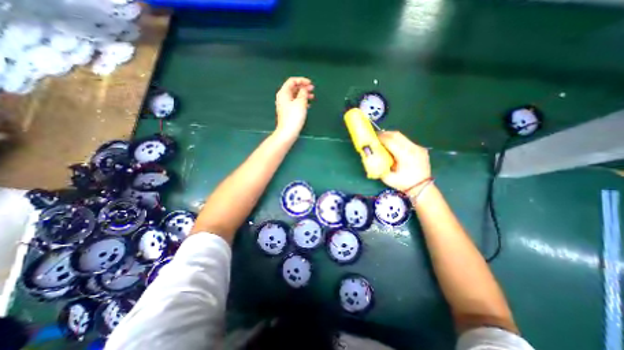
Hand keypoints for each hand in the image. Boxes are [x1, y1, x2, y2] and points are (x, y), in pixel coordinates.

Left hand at [273, 76, 314, 138]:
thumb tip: (304, 89)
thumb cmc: (294, 117)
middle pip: (293, 88)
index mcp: (284, 93)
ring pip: (295, 96)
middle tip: (312, 89)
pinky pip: (295, 103)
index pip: (292, 81)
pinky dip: (302, 102)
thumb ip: (303, 93)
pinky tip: (308, 105)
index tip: (310, 83)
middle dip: (303, 87)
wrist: (288, 132)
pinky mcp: (288, 112)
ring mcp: (285, 105)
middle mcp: (283, 98)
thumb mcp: (300, 102)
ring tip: (312, 97)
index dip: (302, 80)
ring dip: (304, 95)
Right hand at [378, 130, 432, 193]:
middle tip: (376, 137)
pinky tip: (393, 146)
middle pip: (396, 135)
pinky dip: (397, 141)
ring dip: (391, 136)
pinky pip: (406, 141)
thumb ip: (379, 167)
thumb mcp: (388, 178)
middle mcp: (413, 148)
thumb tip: (372, 158)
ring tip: (383, 140)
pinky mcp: (420, 148)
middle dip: (384, 134)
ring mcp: (418, 147)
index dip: (380, 138)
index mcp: (405, 155)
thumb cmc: (404, 184)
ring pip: (402, 136)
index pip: (390, 141)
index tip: (372, 138)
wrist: (422, 187)